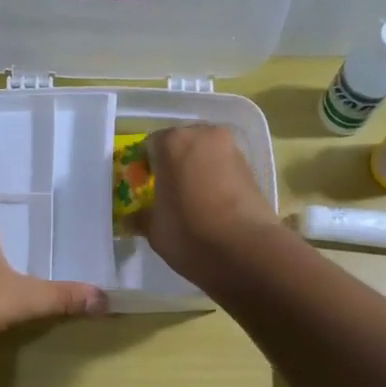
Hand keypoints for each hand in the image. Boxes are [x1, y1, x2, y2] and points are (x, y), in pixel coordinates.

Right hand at [127, 125, 283, 287]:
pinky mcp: (252, 169)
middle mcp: (203, 136)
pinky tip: (213, 208)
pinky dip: (216, 182)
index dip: (144, 168)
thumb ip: (141, 217)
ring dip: (196, 172)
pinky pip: (224, 169)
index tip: (144, 190)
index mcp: (172, 142)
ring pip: (205, 156)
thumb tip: (133, 218)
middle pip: (181, 145)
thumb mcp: (154, 229)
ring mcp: (232, 150)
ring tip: (192, 203)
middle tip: (168, 195)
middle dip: (173, 166)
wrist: (247, 251)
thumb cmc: (189, 233)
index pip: (149, 146)